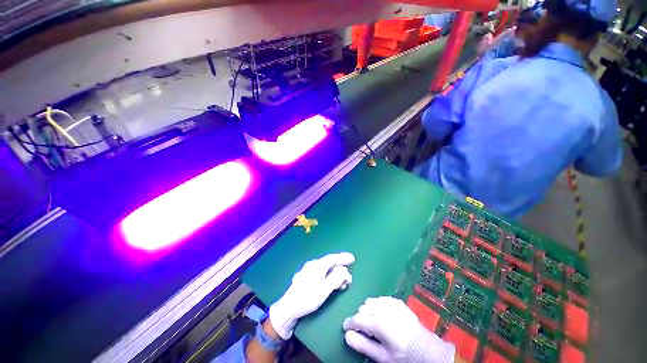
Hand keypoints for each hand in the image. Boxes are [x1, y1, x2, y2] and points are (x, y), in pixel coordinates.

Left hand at [269, 252, 354, 339]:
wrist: (288, 309)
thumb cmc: (307, 298)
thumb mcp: (325, 289)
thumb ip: (336, 278)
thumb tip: (345, 270)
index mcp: (317, 265)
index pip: (333, 258)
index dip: (343, 258)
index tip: (352, 258)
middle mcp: (312, 265)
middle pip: (329, 263)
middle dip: (340, 267)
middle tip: (349, 275)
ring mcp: (307, 271)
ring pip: (325, 269)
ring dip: (335, 274)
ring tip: (343, 283)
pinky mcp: (305, 278)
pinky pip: (320, 273)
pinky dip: (328, 277)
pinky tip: (331, 284)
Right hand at [343, 297, 454, 362]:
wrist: (425, 348)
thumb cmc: (402, 355)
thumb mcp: (382, 355)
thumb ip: (363, 345)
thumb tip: (347, 336)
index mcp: (378, 322)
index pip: (357, 318)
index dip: (349, 323)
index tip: (346, 328)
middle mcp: (382, 308)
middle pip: (364, 307)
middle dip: (361, 317)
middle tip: (366, 330)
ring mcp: (390, 302)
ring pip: (371, 301)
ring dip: (369, 310)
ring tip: (375, 322)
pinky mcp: (397, 301)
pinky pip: (381, 299)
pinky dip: (378, 305)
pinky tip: (384, 316)